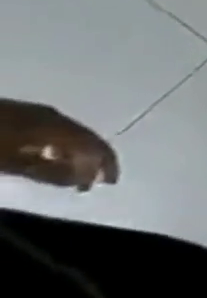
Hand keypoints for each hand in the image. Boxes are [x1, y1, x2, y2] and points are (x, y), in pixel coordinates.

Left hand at [0, 101, 118, 189]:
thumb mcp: (8, 163)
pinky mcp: (16, 116)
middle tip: (86, 183)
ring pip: (66, 135)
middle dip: (90, 160)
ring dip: (71, 155)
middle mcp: (52, 116)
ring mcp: (32, 114)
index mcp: (55, 125)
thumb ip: (46, 171)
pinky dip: (53, 148)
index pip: (95, 144)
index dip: (106, 164)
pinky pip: (47, 132)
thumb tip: (79, 180)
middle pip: (84, 138)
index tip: (106, 184)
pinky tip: (42, 158)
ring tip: (65, 174)